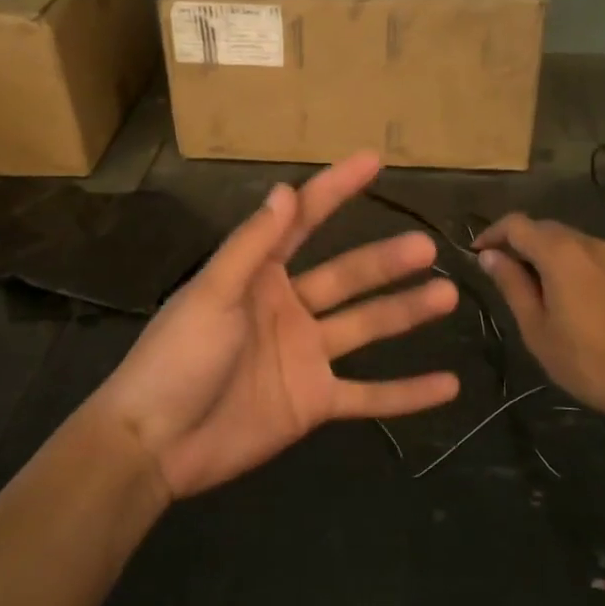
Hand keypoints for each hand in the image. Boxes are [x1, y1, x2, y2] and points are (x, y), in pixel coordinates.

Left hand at [96, 153, 460, 497]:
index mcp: (260, 276)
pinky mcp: (315, 402)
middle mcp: (289, 308)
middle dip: (387, 260)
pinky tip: (448, 386)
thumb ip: (252, 245)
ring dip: (406, 313)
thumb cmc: (178, 358)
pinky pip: (369, 395)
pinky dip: (406, 394)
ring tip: (447, 294)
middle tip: (426, 247)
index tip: (374, 161)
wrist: (156, 444)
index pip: (305, 221)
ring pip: (367, 327)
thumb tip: (286, 189)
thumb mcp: (213, 294)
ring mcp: (306, 356)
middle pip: (348, 277)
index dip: (337, 189)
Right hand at [473, 213, 604, 417]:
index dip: (492, 234)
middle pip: (545, 228)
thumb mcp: (537, 328)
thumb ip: (512, 285)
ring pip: (571, 243)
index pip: (517, 224)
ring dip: (546, 256)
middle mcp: (589, 245)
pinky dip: (572, 268)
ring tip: (534, 289)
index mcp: (560, 253)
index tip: (477, 254)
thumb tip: (490, 256)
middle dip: (519, 243)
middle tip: (502, 273)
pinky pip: (593, 261)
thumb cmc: (587, 359)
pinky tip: (571, 300)